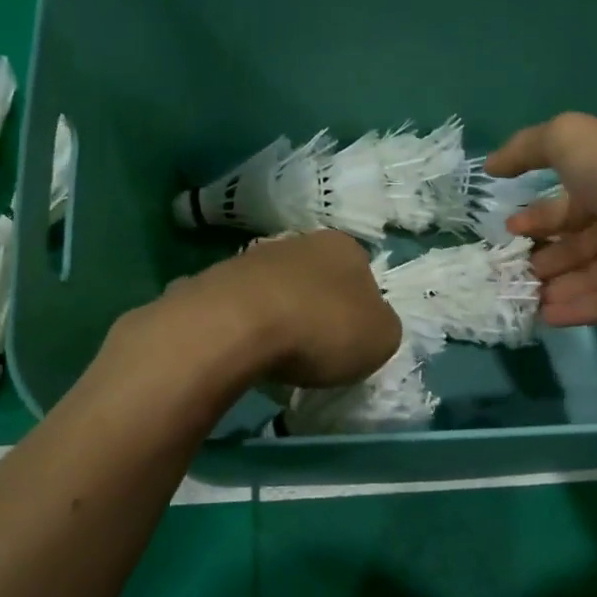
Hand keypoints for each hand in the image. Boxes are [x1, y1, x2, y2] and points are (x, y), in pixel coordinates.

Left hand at [152, 230, 401, 389]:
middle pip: (316, 279)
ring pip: (277, 289)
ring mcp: (253, 257)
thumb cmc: (323, 328)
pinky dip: (247, 327)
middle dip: (316, 309)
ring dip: (280, 316)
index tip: (351, 338)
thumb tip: (369, 324)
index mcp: (345, 247)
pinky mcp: (215, 280)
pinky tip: (247, 351)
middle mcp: (299, 241)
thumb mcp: (381, 338)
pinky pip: (242, 307)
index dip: (359, 307)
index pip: (361, 273)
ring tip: (278, 354)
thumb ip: (381, 327)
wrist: (238, 324)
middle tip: (316, 348)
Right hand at [487, 112, 596, 325]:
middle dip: (539, 255)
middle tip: (507, 269)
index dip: (536, 214)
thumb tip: (491, 165)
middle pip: (572, 242)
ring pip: (582, 275)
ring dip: (550, 286)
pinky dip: (572, 310)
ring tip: (517, 296)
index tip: (507, 229)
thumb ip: (528, 147)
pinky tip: (542, 317)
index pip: (565, 201)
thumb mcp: (571, 140)